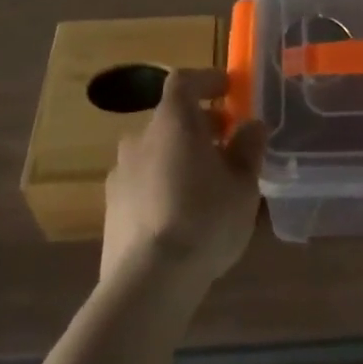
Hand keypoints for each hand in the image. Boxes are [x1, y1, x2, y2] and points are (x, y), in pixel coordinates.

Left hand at [101, 68, 267, 288]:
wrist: (147, 283)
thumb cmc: (203, 219)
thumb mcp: (243, 184)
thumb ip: (248, 149)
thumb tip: (252, 126)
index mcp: (172, 121)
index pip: (184, 81)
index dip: (206, 80)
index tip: (228, 88)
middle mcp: (139, 139)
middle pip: (170, 119)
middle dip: (199, 125)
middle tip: (226, 141)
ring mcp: (120, 175)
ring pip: (155, 153)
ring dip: (179, 157)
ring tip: (206, 182)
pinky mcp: (111, 211)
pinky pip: (142, 184)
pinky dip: (163, 185)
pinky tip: (181, 214)